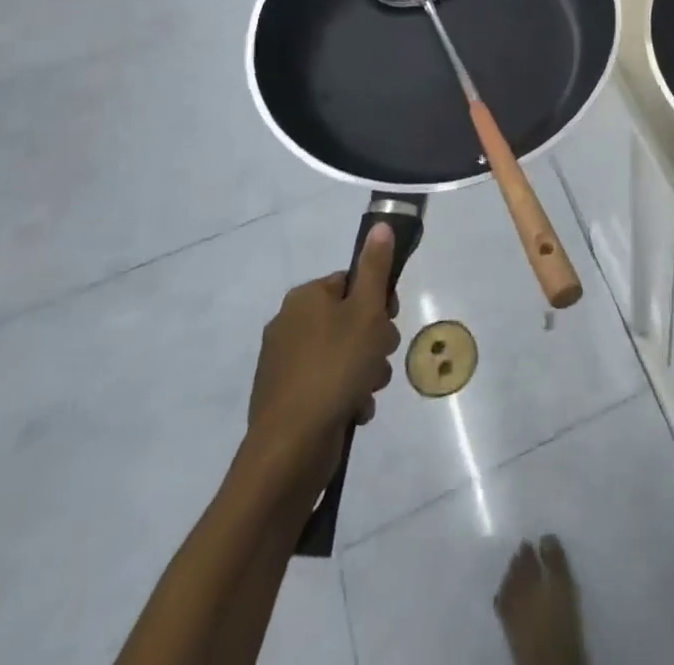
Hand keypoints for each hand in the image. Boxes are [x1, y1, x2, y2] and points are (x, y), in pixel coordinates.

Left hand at [248, 224, 401, 478]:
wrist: (290, 448)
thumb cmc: (335, 368)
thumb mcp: (366, 312)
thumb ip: (376, 268)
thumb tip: (380, 225)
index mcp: (305, 297)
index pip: (352, 282)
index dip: (378, 301)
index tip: (389, 321)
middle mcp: (289, 323)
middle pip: (349, 319)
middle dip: (373, 340)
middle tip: (379, 358)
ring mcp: (284, 363)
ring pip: (342, 354)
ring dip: (364, 370)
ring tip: (367, 390)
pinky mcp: (285, 398)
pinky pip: (327, 384)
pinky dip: (345, 394)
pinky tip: (353, 411)